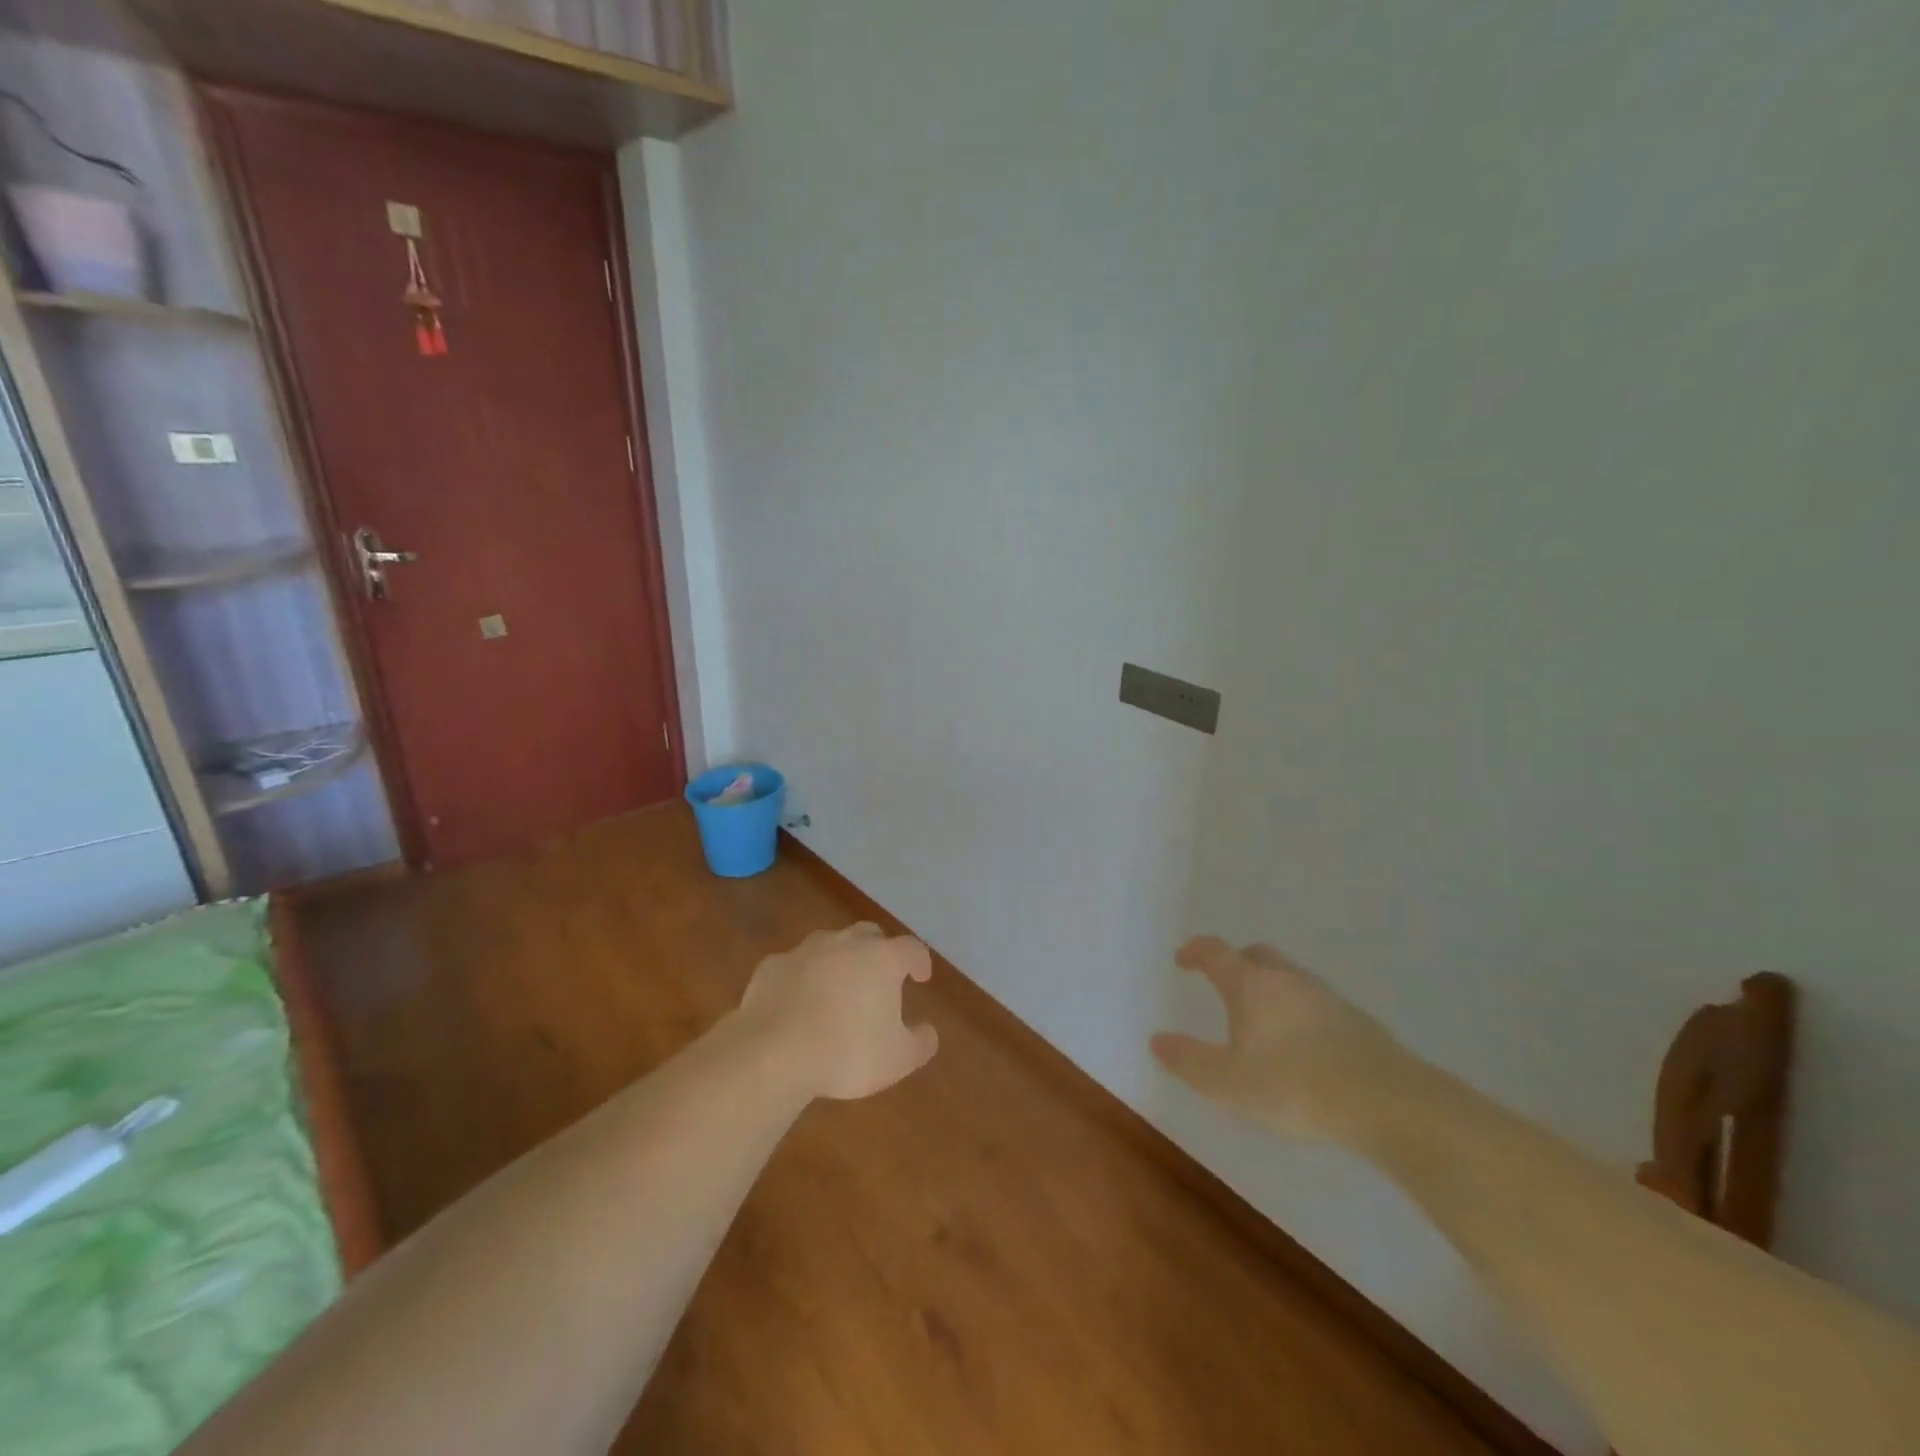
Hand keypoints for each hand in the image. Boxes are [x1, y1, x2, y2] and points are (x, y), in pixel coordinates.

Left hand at [735, 923, 939, 1100]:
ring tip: (837, 989)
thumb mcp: (897, 1059)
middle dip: (879, 951)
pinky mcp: (773, 965)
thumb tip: (927, 1031)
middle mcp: (846, 944)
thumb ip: (920, 1042)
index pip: (912, 948)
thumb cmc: (846, 1052)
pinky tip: (797, 1002)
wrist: (772, 1052)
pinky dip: (802, 978)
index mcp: (882, 959)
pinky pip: (795, 966)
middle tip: (880, 976)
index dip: (919, 961)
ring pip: (830, 945)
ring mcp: (806, 950)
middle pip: (869, 935)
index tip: (920, 977)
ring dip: (838, 961)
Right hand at [1151, 936, 1419, 1139]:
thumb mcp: (1227, 1083)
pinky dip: (1301, 1013)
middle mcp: (1286, 980)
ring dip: (1271, 988)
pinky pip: (1317, 1004)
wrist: (1385, 1101)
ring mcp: (1326, 997)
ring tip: (1264, 1021)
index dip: (1195, 951)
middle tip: (1225, 984)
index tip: (1183, 959)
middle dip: (1237, 963)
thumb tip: (1157, 1040)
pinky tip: (1304, 1046)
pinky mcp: (1357, 1021)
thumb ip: (1189, 1061)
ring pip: (1290, 978)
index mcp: (1250, 985)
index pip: (1215, 952)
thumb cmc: (1293, 1086)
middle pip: (1257, 955)